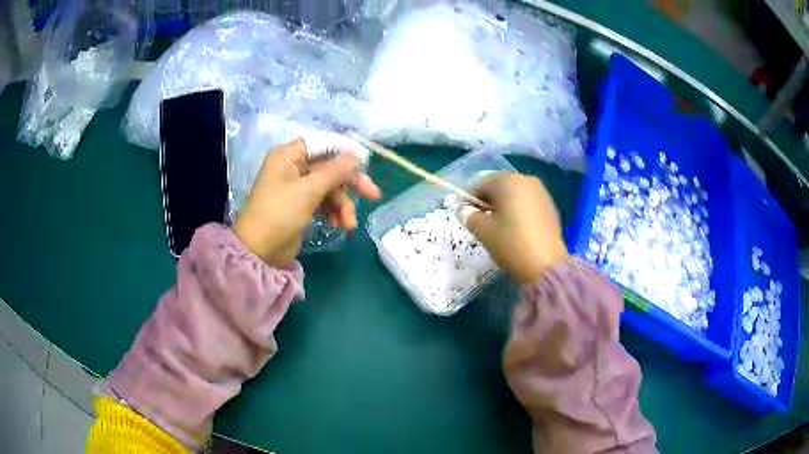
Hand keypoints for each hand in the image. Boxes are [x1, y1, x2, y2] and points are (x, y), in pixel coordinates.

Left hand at [233, 137, 380, 266]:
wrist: (259, 251)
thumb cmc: (279, 214)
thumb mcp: (308, 191)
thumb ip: (334, 171)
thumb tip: (356, 155)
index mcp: (289, 155)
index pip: (323, 144)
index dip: (344, 151)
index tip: (365, 163)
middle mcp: (293, 167)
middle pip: (330, 167)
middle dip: (350, 183)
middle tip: (373, 195)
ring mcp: (297, 187)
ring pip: (330, 187)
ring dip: (343, 205)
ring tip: (348, 224)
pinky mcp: (302, 205)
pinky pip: (324, 202)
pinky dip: (334, 212)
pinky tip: (340, 225)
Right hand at [464, 172, 567, 283]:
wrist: (546, 264)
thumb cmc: (511, 243)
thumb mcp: (483, 230)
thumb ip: (469, 215)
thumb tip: (463, 209)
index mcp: (508, 181)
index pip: (480, 184)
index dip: (470, 200)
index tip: (468, 217)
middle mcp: (525, 180)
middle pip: (499, 187)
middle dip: (488, 202)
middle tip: (483, 223)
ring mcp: (541, 192)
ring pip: (514, 195)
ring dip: (504, 206)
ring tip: (500, 228)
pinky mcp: (550, 206)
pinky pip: (527, 203)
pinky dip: (518, 211)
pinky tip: (517, 229)